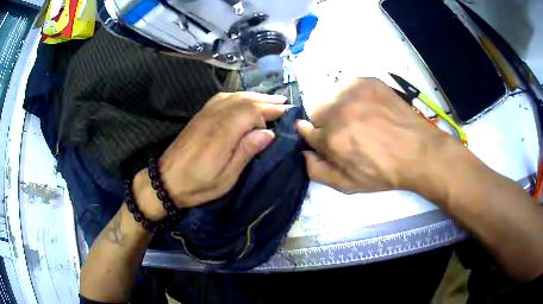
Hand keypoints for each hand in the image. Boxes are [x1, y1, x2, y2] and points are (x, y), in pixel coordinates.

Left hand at [134, 92, 287, 218]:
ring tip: (269, 99)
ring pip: (234, 96)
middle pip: (244, 100)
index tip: (285, 116)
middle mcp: (214, 117)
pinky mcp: (200, 115)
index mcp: (223, 133)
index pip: (251, 111)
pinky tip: (243, 100)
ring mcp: (205, 114)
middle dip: (266, 100)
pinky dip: (237, 96)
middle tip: (284, 103)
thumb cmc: (198, 184)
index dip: (270, 111)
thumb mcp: (226, 177)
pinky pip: (222, 98)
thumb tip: (268, 133)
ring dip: (253, 96)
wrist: (166, 180)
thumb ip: (246, 152)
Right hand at [296, 78, 461, 199]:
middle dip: (324, 121)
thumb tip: (303, 153)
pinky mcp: (368, 81)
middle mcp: (339, 109)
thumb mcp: (349, 185)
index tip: (324, 139)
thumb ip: (318, 171)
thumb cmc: (384, 172)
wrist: (418, 151)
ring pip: (330, 95)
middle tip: (344, 131)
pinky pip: (348, 86)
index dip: (314, 136)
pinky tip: (368, 108)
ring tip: (358, 118)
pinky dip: (352, 96)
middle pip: (315, 109)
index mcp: (332, 138)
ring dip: (337, 107)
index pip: (305, 130)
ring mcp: (354, 91)